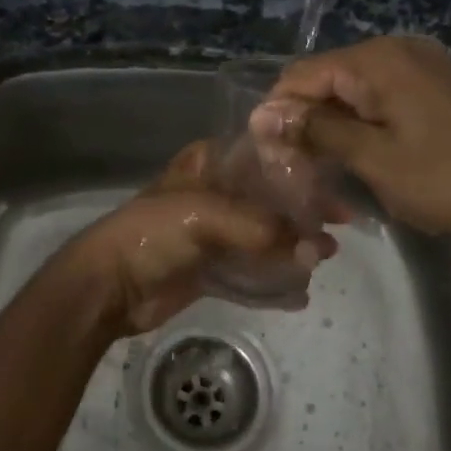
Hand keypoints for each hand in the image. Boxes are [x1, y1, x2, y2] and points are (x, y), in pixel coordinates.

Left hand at [57, 142, 337, 337]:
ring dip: (294, 246)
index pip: (264, 158)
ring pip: (264, 236)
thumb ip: (263, 228)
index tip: (336, 182)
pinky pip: (250, 273)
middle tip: (341, 224)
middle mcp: (214, 195)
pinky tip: (300, 292)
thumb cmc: (153, 232)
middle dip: (304, 212)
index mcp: (209, 166)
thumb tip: (316, 249)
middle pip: (269, 199)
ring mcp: (212, 234)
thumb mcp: (208, 215)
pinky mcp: (209, 270)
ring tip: (328, 256)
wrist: (108, 285)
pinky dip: (274, 281)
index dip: (300, 169)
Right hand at [252, 35, 450, 260]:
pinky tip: (357, 155)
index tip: (266, 156)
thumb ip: (316, 130)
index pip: (302, 74)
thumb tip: (263, 115)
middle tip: (293, 169)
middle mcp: (397, 49)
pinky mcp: (434, 86)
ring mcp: (420, 65)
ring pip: (352, 90)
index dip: (278, 112)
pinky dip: (361, 123)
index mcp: (378, 59)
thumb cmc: (447, 181)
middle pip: (326, 79)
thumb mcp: (373, 158)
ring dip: (332, 126)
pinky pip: (380, 96)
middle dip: (304, 120)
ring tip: (321, 169)